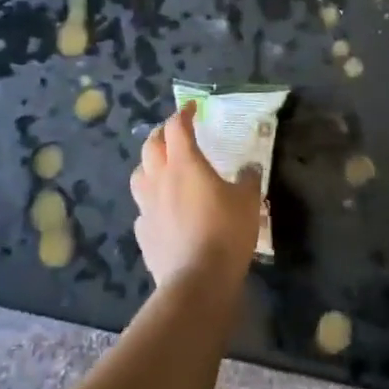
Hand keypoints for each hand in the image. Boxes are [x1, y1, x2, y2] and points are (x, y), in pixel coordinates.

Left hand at [129, 102, 262, 288]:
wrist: (197, 280)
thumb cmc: (226, 232)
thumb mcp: (249, 201)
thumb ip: (248, 180)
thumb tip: (249, 168)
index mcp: (185, 164)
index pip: (177, 127)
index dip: (183, 114)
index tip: (193, 108)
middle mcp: (160, 179)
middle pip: (151, 145)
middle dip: (162, 134)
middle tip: (175, 133)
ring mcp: (147, 207)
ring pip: (139, 175)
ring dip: (149, 165)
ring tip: (162, 168)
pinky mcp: (143, 233)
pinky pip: (143, 209)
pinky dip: (152, 202)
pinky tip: (163, 210)